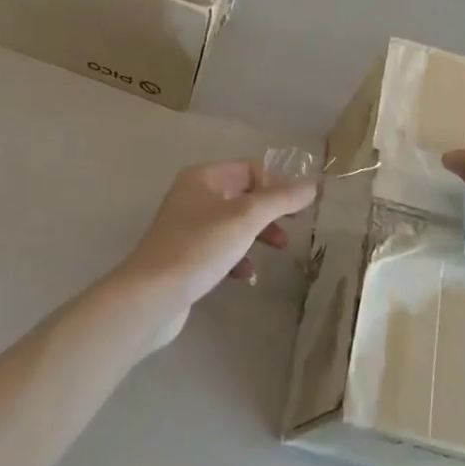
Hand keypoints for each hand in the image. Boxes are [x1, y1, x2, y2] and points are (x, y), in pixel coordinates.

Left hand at [114, 161, 316, 347]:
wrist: (151, 296)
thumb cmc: (200, 247)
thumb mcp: (246, 218)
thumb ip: (281, 199)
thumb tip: (313, 185)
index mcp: (203, 177)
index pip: (250, 169)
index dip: (276, 185)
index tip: (297, 210)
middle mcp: (192, 196)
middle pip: (243, 196)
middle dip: (270, 212)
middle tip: (291, 231)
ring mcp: (187, 227)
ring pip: (233, 224)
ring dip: (257, 236)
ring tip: (277, 252)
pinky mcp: (185, 257)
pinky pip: (220, 249)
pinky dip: (237, 258)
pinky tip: (245, 276)